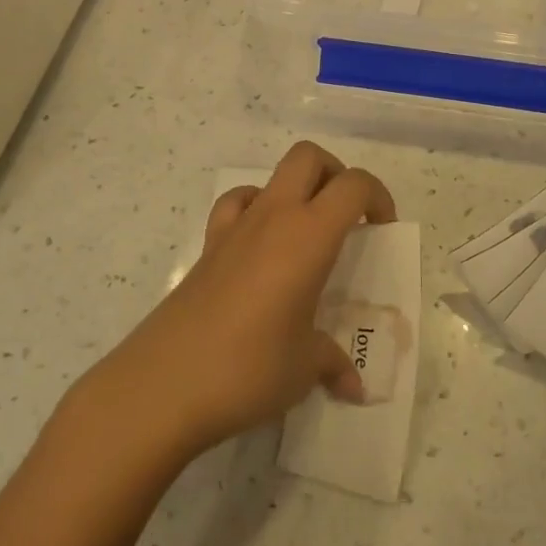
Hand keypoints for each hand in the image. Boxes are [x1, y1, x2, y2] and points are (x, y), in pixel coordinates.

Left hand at [110, 142, 394, 456]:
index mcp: (309, 236)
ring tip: (305, 235)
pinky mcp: (207, 247)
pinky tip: (259, 246)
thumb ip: (334, 364)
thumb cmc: (248, 369)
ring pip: (272, 176)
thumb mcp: (304, 369)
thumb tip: (356, 387)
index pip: (354, 185)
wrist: (162, 386)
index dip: (378, 196)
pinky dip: (254, 209)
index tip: (382, 229)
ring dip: (297, 190)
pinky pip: (235, 205)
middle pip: (309, 158)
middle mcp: (274, 217)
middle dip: (335, 174)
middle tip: (346, 217)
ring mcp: (235, 227)